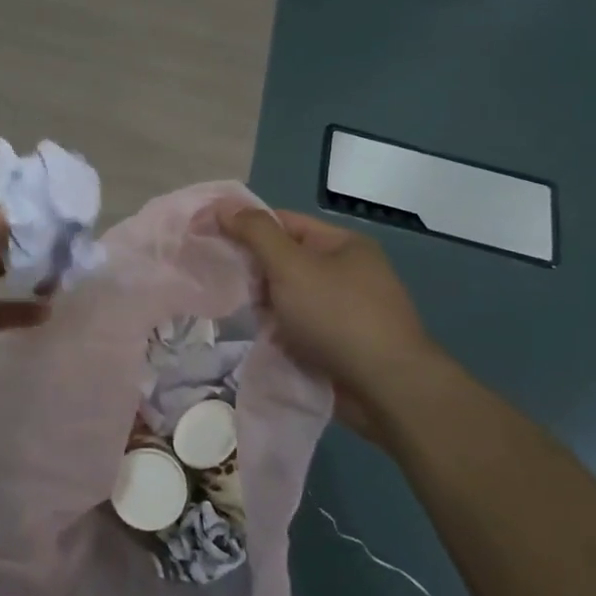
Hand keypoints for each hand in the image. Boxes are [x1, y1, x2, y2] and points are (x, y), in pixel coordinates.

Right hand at [222, 206, 436, 406]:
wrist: (387, 388)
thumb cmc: (337, 315)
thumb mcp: (290, 265)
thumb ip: (254, 233)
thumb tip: (223, 207)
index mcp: (342, 244)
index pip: (283, 222)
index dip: (244, 226)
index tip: (208, 239)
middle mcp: (348, 272)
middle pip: (285, 260)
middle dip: (255, 273)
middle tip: (231, 287)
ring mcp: (347, 310)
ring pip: (290, 298)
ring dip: (267, 307)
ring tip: (249, 318)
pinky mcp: (342, 344)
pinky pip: (300, 328)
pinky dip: (282, 332)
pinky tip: (267, 341)